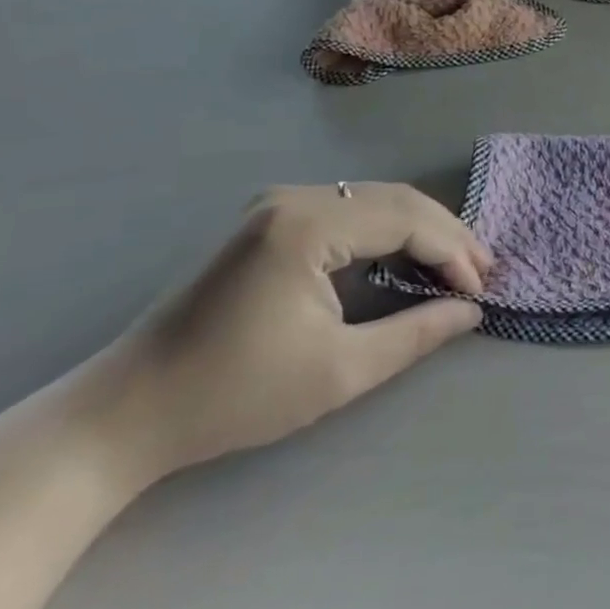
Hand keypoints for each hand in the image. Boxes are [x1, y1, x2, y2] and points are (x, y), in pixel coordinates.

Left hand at [75, 183, 489, 487]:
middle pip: (395, 199)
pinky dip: (386, 230)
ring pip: (374, 200)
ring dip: (419, 230)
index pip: (406, 219)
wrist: (126, 411)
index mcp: (308, 225)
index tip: (482, 290)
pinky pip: (348, 210)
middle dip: (445, 235)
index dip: (453, 251)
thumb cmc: (234, 395)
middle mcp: (295, 196)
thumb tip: (472, 311)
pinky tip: (405, 257)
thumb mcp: (339, 372)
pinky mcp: (269, 218)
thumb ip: (416, 334)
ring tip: (456, 266)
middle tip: (483, 272)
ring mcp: (277, 202)